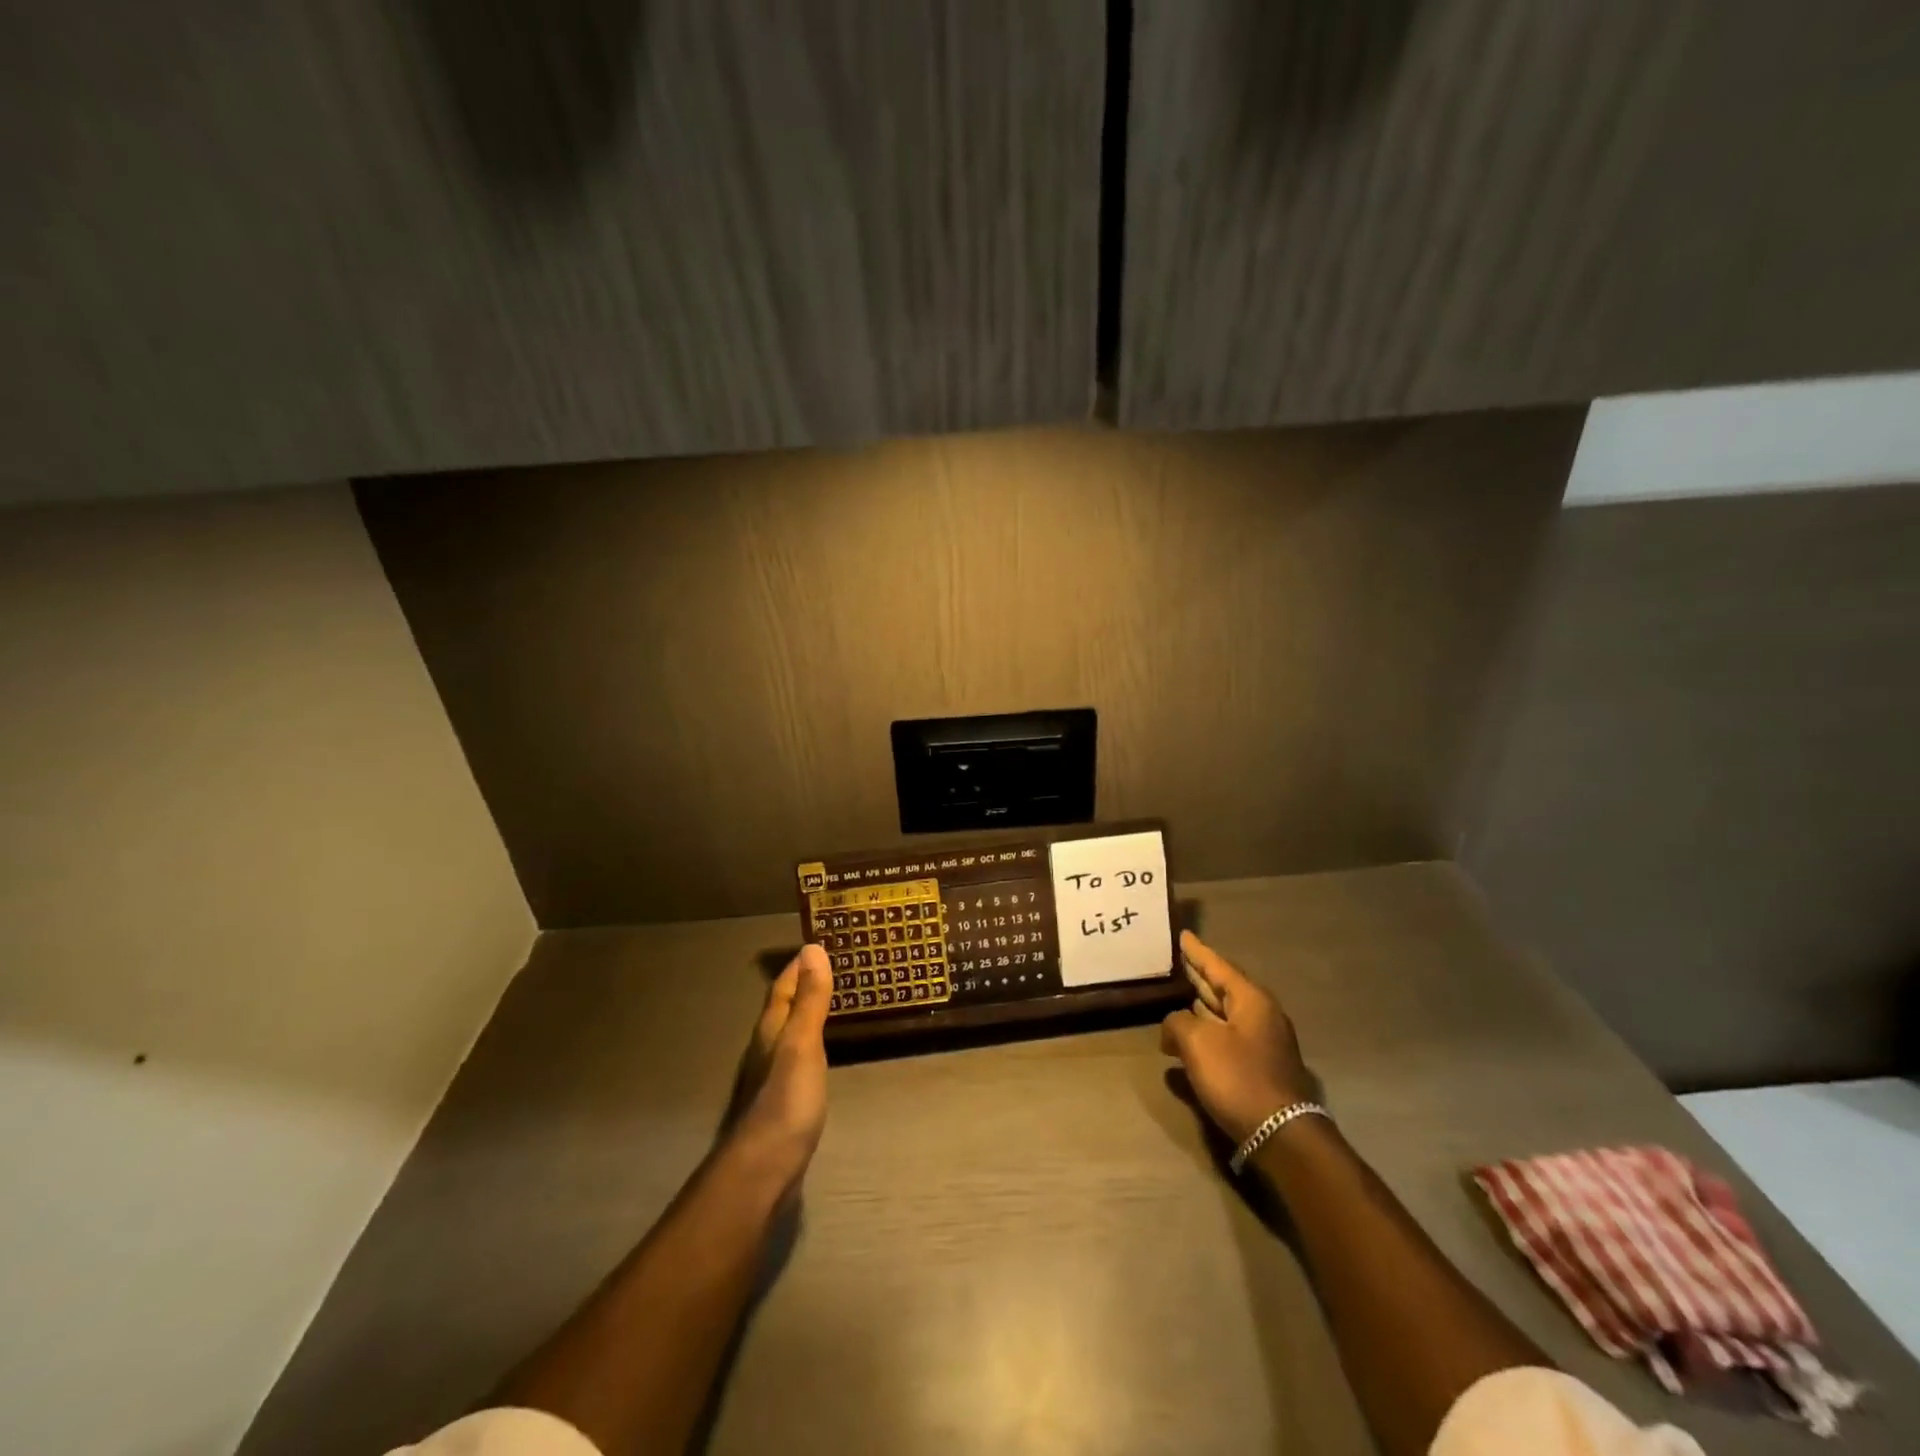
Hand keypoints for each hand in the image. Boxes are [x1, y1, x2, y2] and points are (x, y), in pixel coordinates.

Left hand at [729, 944, 831, 1184]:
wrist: (766, 1168)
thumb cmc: (786, 1100)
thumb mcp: (803, 1043)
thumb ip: (810, 999)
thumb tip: (813, 948)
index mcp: (772, 1030)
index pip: (782, 988)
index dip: (797, 967)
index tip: (816, 945)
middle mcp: (768, 1048)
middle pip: (782, 1009)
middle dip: (801, 987)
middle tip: (829, 968)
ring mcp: (773, 1077)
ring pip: (789, 1033)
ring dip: (806, 1014)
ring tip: (831, 1002)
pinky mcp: (784, 1101)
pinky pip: (798, 1057)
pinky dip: (811, 1042)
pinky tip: (822, 1051)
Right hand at [1160, 931, 1315, 1145]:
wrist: (1282, 1134)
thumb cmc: (1239, 1078)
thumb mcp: (1197, 1043)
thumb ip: (1177, 1023)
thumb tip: (1173, 1026)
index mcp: (1251, 1000)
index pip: (1218, 966)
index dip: (1198, 952)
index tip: (1183, 935)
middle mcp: (1261, 1015)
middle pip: (1224, 988)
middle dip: (1201, 976)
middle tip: (1179, 961)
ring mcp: (1264, 1043)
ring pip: (1226, 1013)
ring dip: (1203, 1004)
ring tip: (1179, 994)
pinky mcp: (1261, 1067)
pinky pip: (1228, 1036)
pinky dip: (1208, 1030)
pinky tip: (1190, 1037)